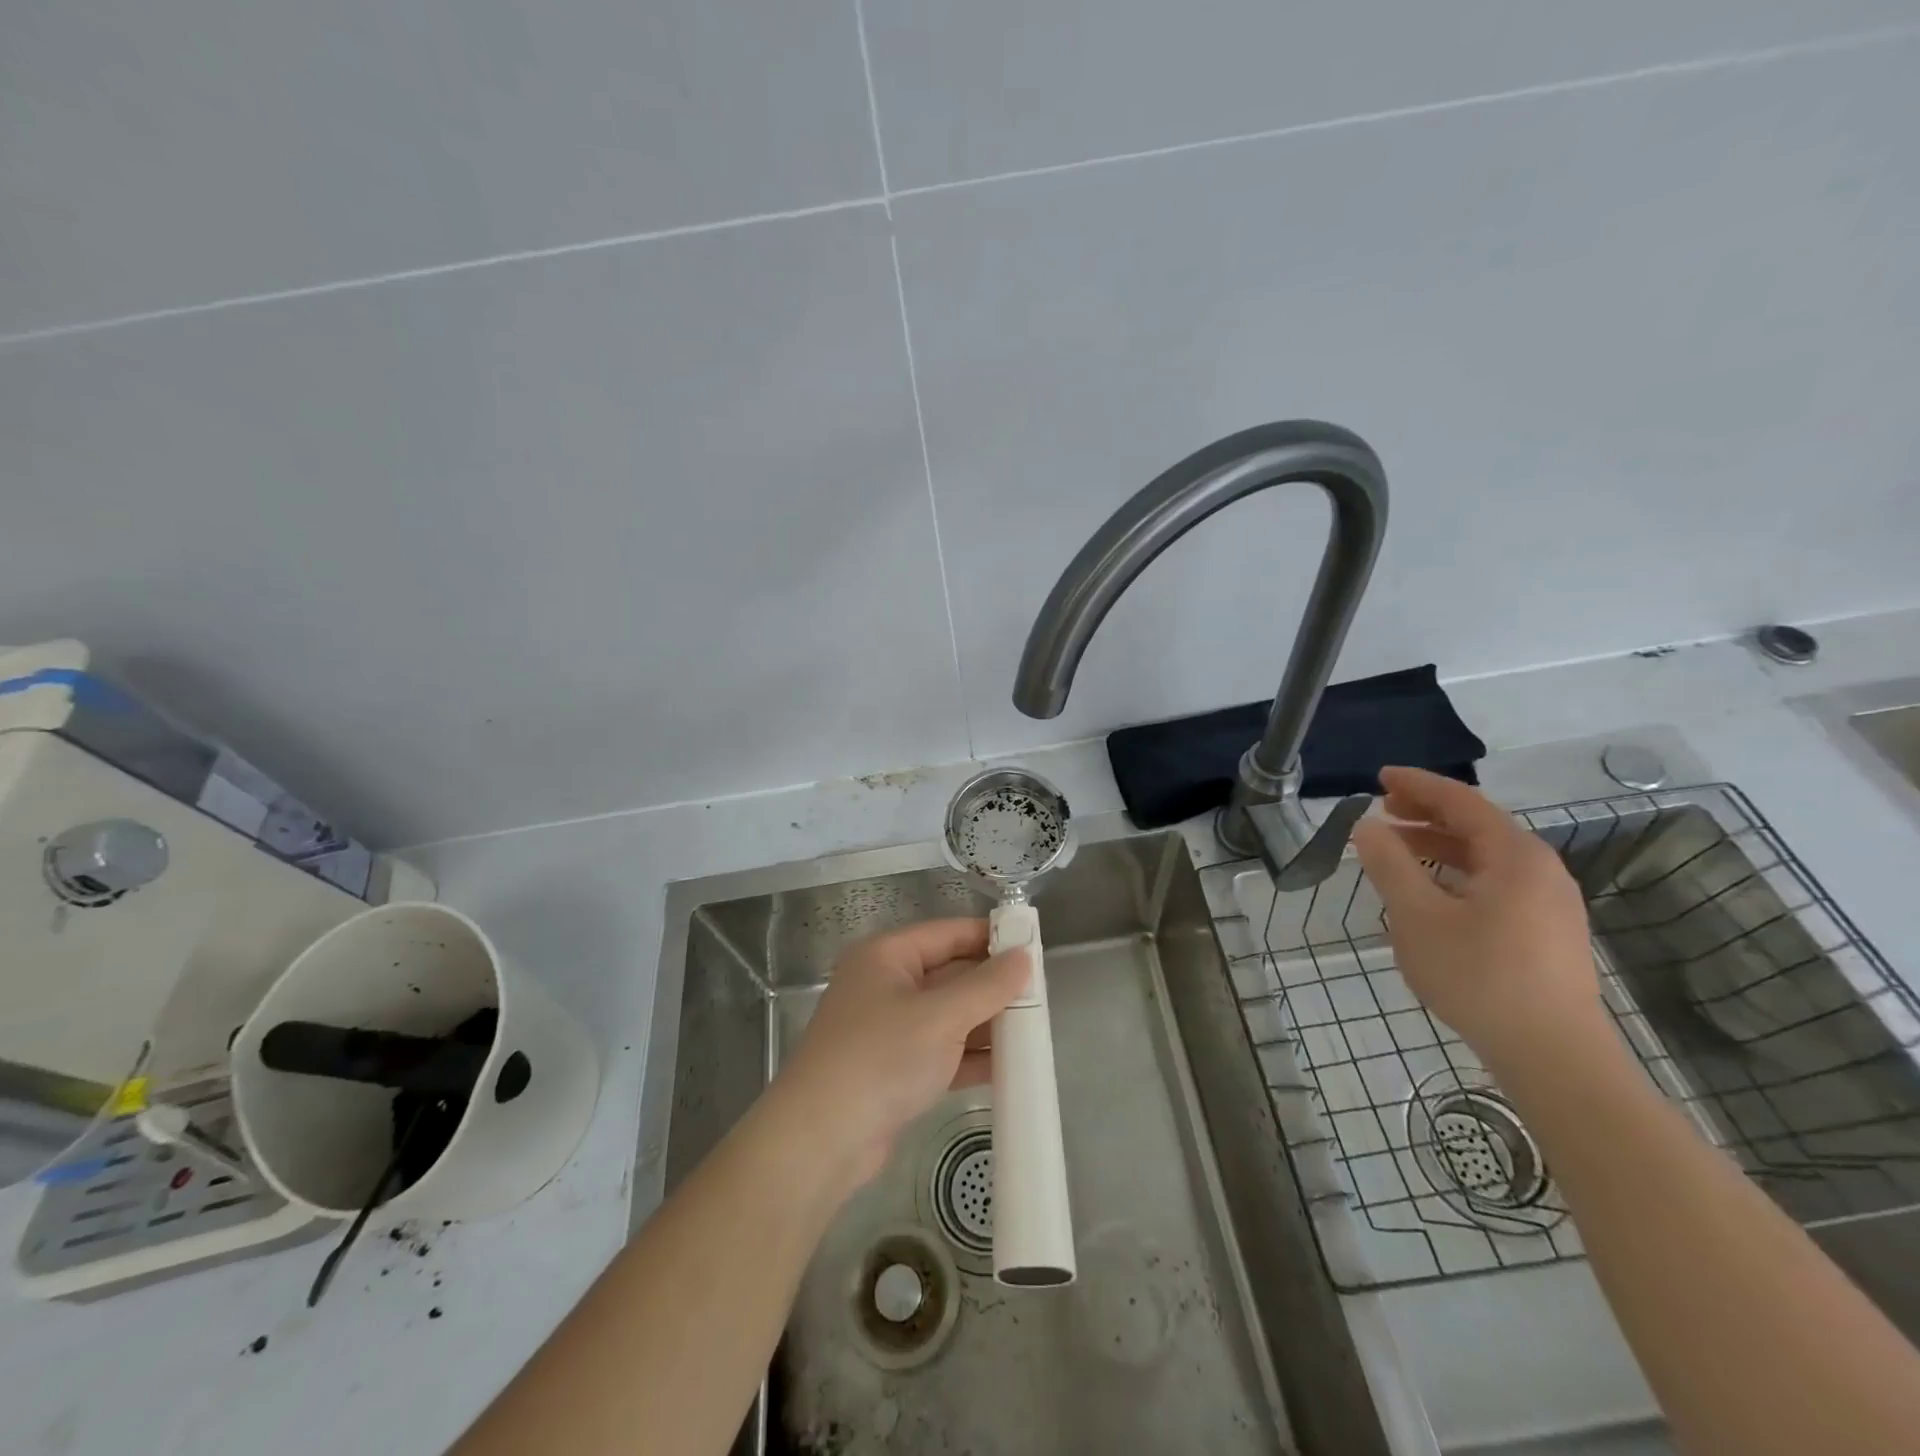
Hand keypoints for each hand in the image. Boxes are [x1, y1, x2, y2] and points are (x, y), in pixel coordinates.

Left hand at [773, 919, 1029, 1188]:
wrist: (821, 1141)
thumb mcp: (941, 1016)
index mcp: (887, 956)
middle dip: (993, 985)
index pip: (948, 933)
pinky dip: (971, 1056)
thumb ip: (987, 986)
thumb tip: (1024, 957)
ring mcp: (889, 1029)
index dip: (990, 938)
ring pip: (948, 1015)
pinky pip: (942, 1051)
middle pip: (950, 974)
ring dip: (986, 1023)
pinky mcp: (895, 1069)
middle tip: (1041, 995)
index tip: (1034, 947)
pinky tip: (1010, 1066)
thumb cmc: (880, 1058)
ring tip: (1035, 1030)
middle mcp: (886, 985)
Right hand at [1350, 766, 1607, 1072]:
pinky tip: (1432, 893)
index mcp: (1514, 855)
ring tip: (1397, 850)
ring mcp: (1550, 903)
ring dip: (1439, 845)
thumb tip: (1367, 826)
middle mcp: (1540, 870)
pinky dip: (1457, 872)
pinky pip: (1496, 882)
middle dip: (1427, 813)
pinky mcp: (1549, 932)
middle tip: (1383, 810)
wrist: (1555, 1056)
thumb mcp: (1418, 916)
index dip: (1418, 785)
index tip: (1380, 776)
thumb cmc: (1480, 976)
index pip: (1461, 801)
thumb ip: (1389, 865)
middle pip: (1477, 825)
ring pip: (1486, 857)